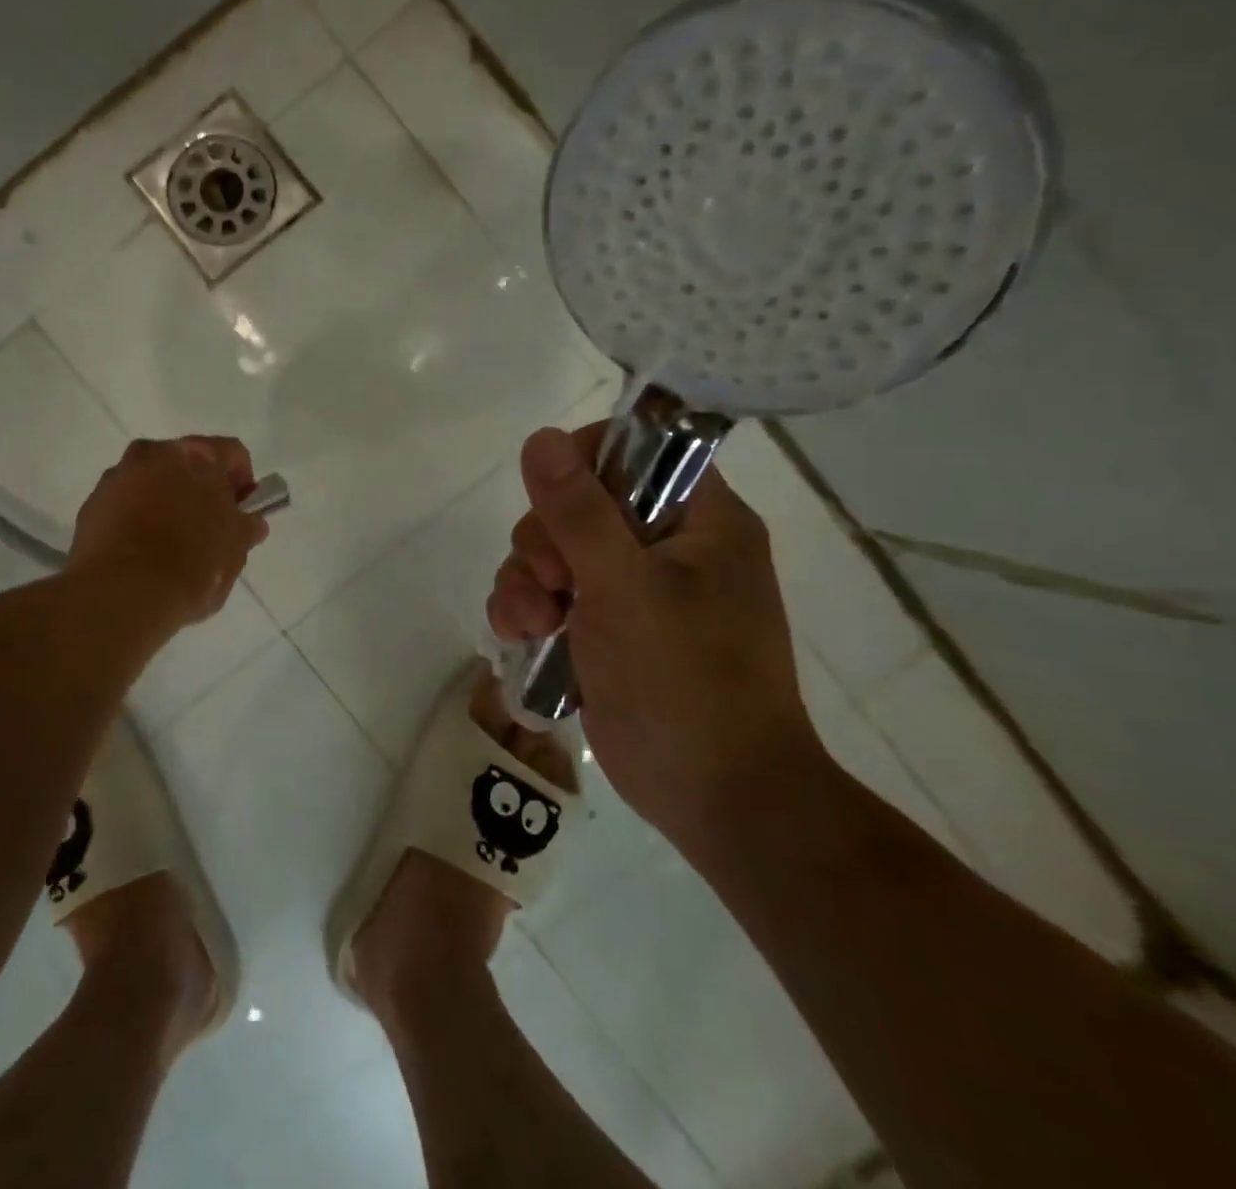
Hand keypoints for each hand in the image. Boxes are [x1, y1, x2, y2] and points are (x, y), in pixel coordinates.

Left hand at [69, 437, 268, 626]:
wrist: (121, 595)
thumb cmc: (192, 565)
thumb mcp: (235, 551)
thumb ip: (245, 528)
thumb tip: (250, 522)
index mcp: (196, 455)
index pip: (232, 453)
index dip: (243, 481)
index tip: (243, 511)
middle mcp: (152, 453)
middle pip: (186, 464)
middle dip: (199, 489)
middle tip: (208, 527)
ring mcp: (116, 477)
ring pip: (151, 482)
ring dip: (164, 501)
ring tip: (170, 544)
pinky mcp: (91, 505)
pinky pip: (123, 505)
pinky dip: (135, 519)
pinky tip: (142, 553)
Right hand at [487, 423, 825, 845]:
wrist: (714, 798)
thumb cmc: (684, 684)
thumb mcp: (623, 588)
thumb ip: (578, 511)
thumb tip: (541, 437)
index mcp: (699, 520)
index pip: (635, 451)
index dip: (584, 466)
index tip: (558, 506)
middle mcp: (666, 545)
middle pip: (577, 504)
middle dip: (544, 542)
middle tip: (552, 585)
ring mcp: (633, 589)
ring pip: (552, 551)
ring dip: (525, 581)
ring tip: (530, 625)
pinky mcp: (605, 628)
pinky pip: (547, 593)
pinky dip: (526, 609)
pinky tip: (520, 637)